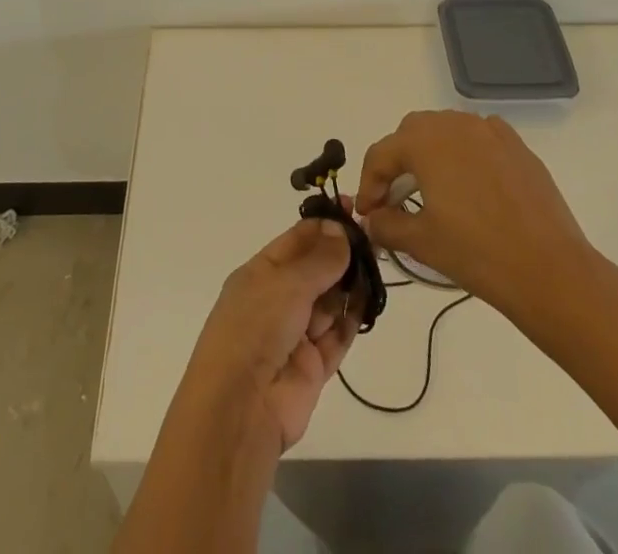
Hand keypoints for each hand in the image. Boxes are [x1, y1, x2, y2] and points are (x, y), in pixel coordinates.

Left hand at [173, 216, 359, 451]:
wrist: (241, 408)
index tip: (355, 210)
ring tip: (376, 266)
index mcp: (260, 273)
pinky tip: (371, 301)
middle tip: (373, 240)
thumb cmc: (256, 327)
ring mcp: (295, 334)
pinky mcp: (313, 367)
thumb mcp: (287, 283)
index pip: (296, 240)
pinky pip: (337, 335)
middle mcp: (277, 300)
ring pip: (329, 301)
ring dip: (350, 285)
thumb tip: (341, 230)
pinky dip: (352, 319)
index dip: (325, 225)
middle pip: (315, 270)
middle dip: (341, 255)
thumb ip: (320, 259)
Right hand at [355, 110, 594, 321]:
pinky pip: (479, 136)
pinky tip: (470, 182)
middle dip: (397, 162)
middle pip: (411, 133)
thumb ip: (387, 225)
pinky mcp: (517, 146)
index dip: (369, 185)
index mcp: (425, 142)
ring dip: (430, 153)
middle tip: (395, 200)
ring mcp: (489, 131)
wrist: (549, 270)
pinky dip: (465, 151)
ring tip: (432, 191)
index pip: (382, 154)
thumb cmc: (477, 253)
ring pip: (446, 129)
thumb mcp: (421, 242)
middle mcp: (454, 124)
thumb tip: (372, 220)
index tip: (368, 215)